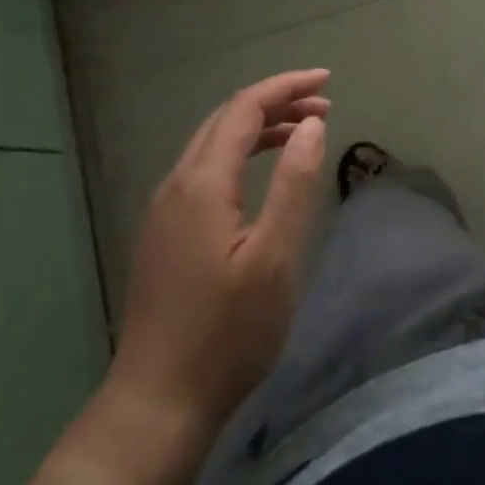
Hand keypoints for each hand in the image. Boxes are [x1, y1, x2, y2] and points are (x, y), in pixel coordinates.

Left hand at [107, 69, 331, 435]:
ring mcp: (164, 209)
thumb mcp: (275, 258)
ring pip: (213, 144)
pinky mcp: (164, 232)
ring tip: (303, 132)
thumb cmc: (227, 334)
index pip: (244, 108)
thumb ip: (295, 184)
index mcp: (202, 183)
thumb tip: (311, 125)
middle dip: (275, 102)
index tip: (327, 82)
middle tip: (324, 107)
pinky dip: (240, 153)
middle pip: (226, 118)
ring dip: (258, 127)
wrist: (157, 403)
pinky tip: (261, 173)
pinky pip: (205, 169)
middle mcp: (177, 183)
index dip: (286, 87)